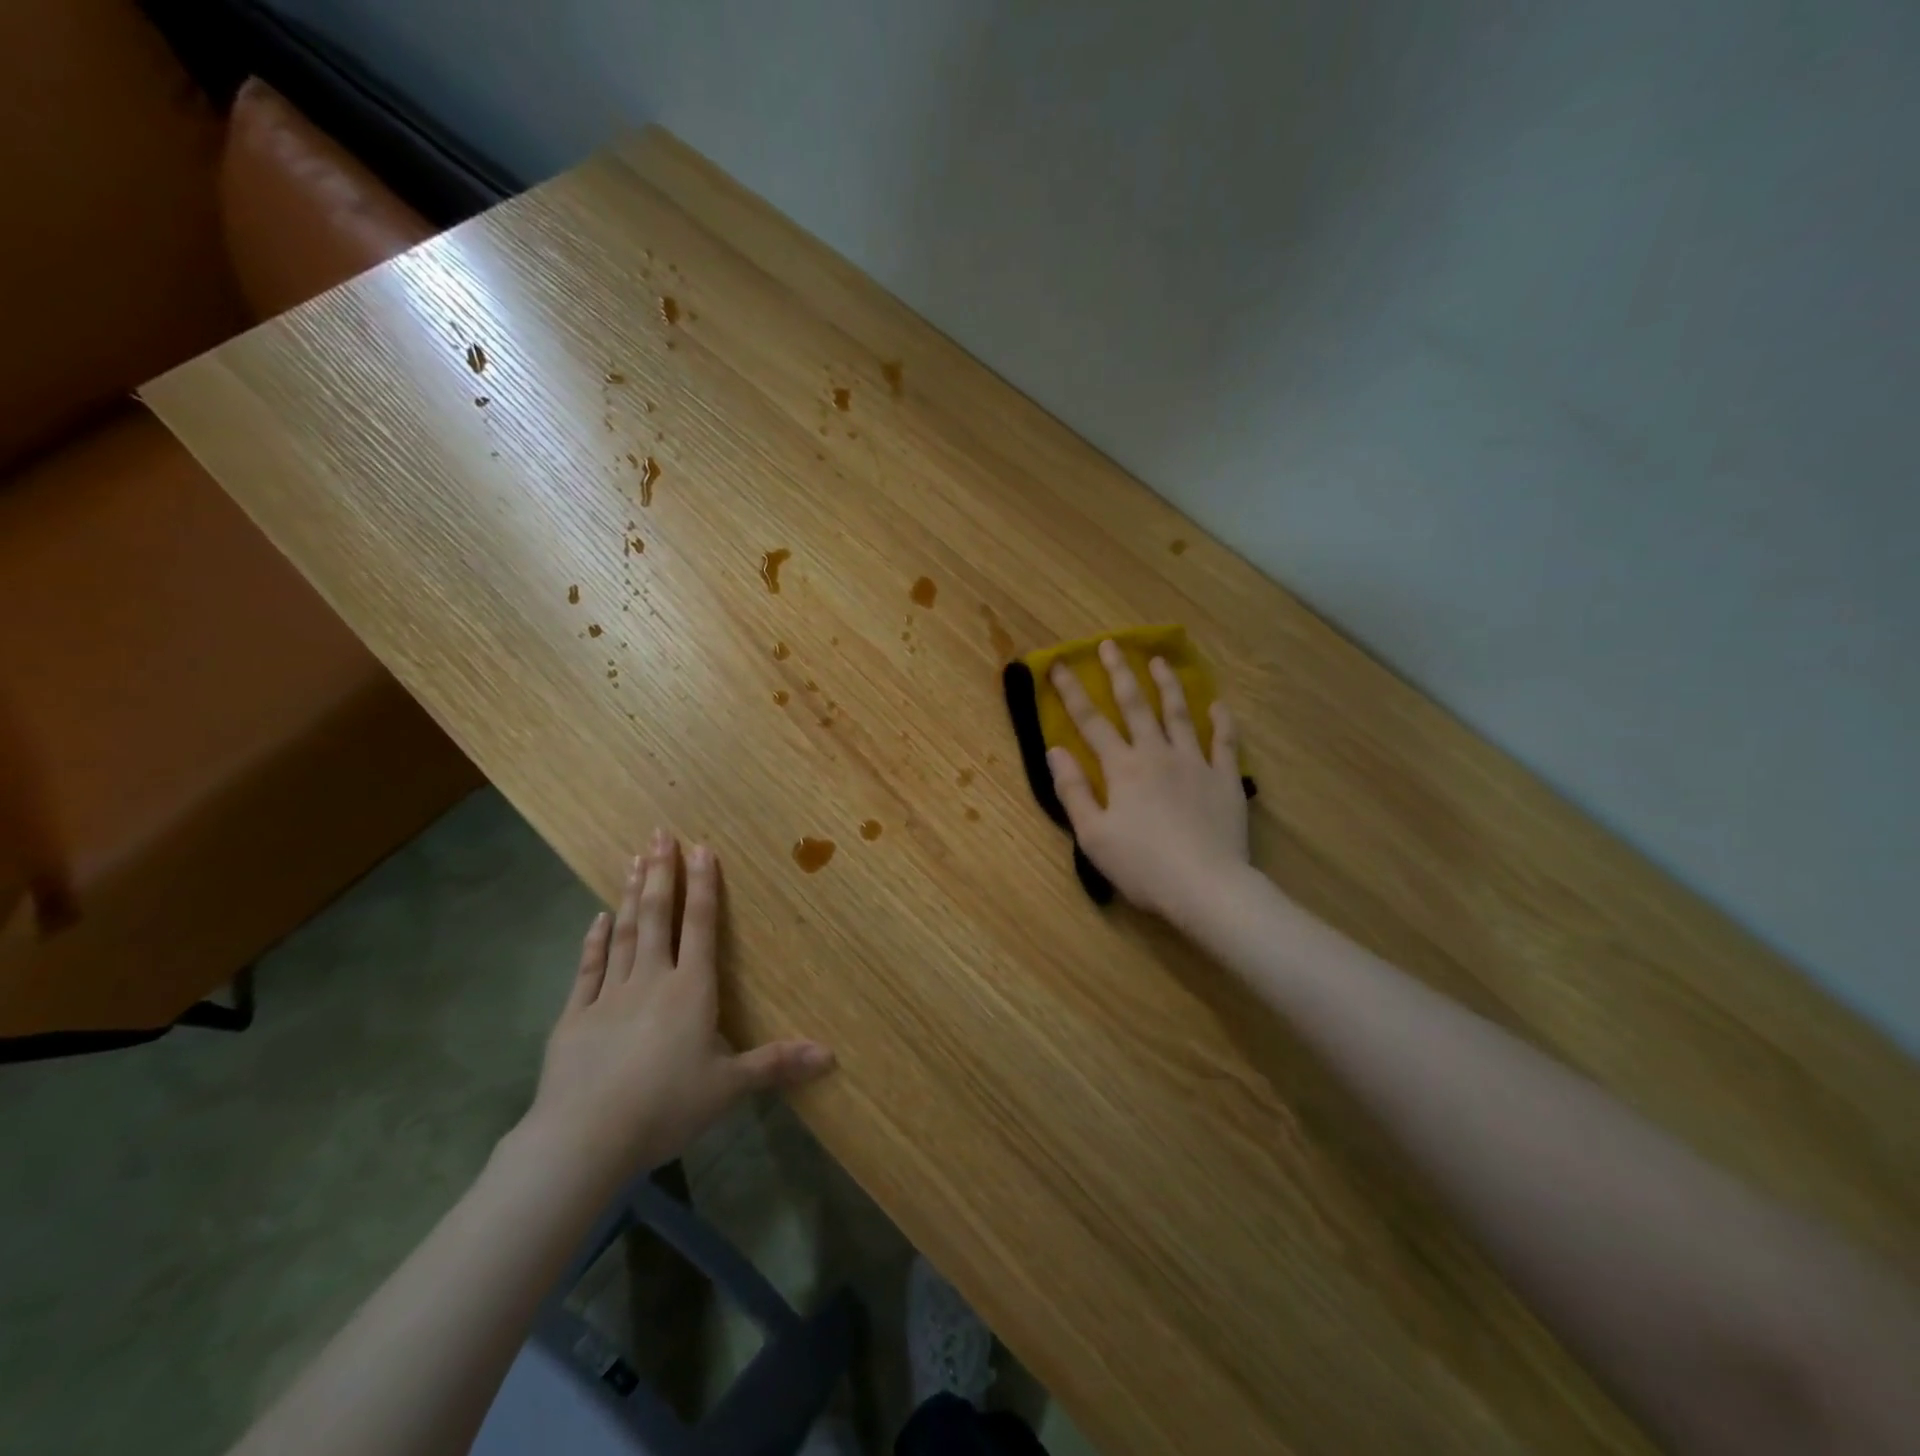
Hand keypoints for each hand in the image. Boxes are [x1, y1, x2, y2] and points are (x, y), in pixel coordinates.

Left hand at [517, 828, 833, 1183]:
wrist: (583, 1138)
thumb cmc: (665, 1107)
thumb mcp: (729, 1088)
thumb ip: (776, 1064)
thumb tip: (831, 1055)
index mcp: (691, 991)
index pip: (701, 927)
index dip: (704, 885)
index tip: (701, 847)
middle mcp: (652, 980)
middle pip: (658, 917)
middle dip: (662, 874)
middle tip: (659, 834)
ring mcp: (609, 995)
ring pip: (625, 933)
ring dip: (631, 895)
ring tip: (633, 860)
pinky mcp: (575, 1017)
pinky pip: (588, 968)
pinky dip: (594, 940)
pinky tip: (597, 918)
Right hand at [1047, 641, 1249, 921]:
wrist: (1206, 886)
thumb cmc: (1142, 866)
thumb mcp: (1093, 834)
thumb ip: (1073, 790)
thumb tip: (1055, 749)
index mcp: (1122, 768)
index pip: (1091, 721)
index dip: (1072, 692)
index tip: (1059, 665)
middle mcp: (1157, 754)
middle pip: (1136, 705)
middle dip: (1120, 673)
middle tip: (1111, 645)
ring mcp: (1195, 763)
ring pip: (1179, 714)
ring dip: (1168, 685)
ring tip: (1160, 661)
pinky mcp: (1225, 779)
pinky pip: (1224, 742)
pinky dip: (1221, 721)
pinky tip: (1218, 705)